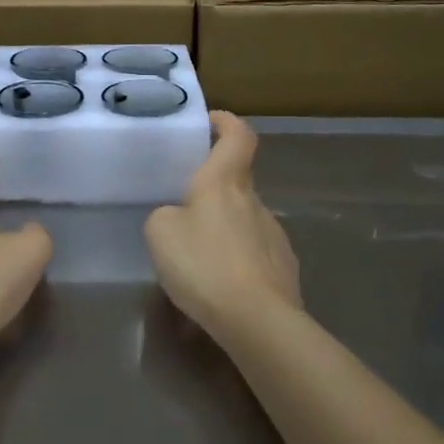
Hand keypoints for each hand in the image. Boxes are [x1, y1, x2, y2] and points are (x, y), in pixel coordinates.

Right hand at [145, 111, 300, 340]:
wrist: (257, 320)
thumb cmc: (204, 264)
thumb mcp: (160, 233)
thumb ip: (165, 215)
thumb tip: (179, 217)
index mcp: (224, 182)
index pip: (238, 136)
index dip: (226, 123)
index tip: (210, 122)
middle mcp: (254, 201)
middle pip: (237, 180)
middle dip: (213, 187)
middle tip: (183, 206)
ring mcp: (274, 234)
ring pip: (244, 218)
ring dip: (223, 227)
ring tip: (198, 256)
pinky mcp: (284, 267)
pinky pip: (254, 252)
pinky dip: (236, 258)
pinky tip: (220, 284)